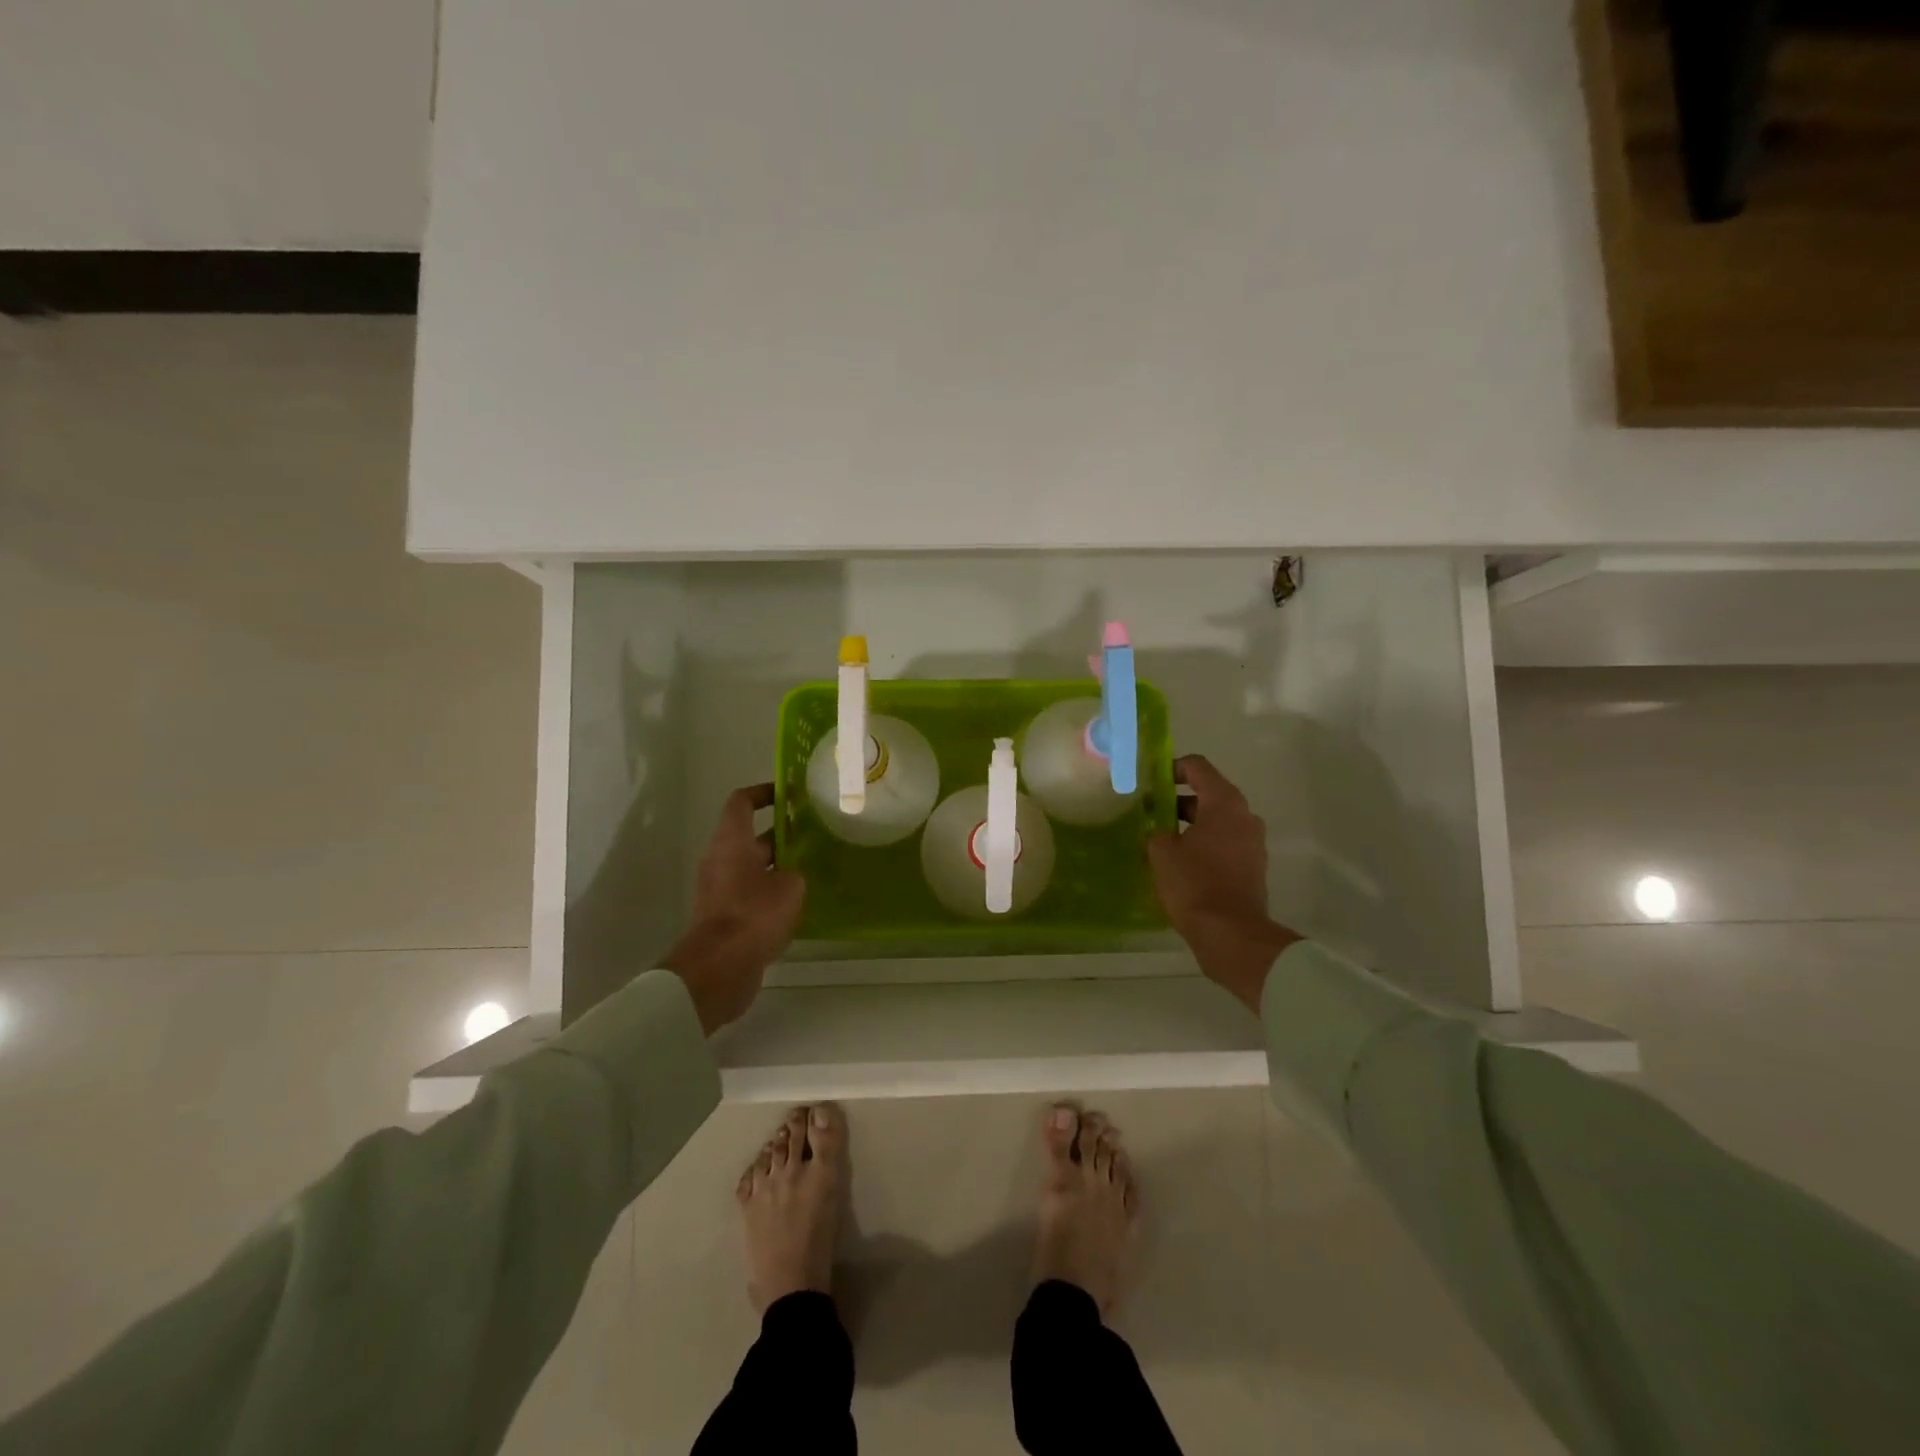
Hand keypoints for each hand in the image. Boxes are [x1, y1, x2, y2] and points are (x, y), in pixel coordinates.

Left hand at [664, 784, 805, 1034]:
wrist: (718, 969)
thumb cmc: (753, 915)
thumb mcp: (789, 886)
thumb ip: (795, 871)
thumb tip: (792, 873)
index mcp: (731, 842)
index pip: (742, 802)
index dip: (764, 792)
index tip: (790, 793)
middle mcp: (721, 860)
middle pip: (749, 836)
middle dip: (780, 833)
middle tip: (813, 833)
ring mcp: (720, 890)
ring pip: (752, 866)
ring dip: (778, 864)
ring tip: (812, 867)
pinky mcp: (725, 916)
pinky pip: (750, 893)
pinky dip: (771, 891)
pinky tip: (798, 901)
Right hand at [1148, 755, 1299, 1013]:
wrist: (1230, 934)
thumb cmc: (1194, 884)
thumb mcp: (1161, 852)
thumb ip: (1156, 830)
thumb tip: (1158, 829)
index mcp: (1224, 803)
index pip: (1198, 767)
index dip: (1172, 768)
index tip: (1150, 782)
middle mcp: (1245, 816)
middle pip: (1209, 794)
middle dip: (1178, 800)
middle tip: (1150, 813)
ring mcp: (1253, 843)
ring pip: (1217, 821)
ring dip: (1191, 825)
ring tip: (1162, 840)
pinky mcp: (1252, 867)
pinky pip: (1224, 843)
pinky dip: (1204, 844)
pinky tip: (1181, 862)